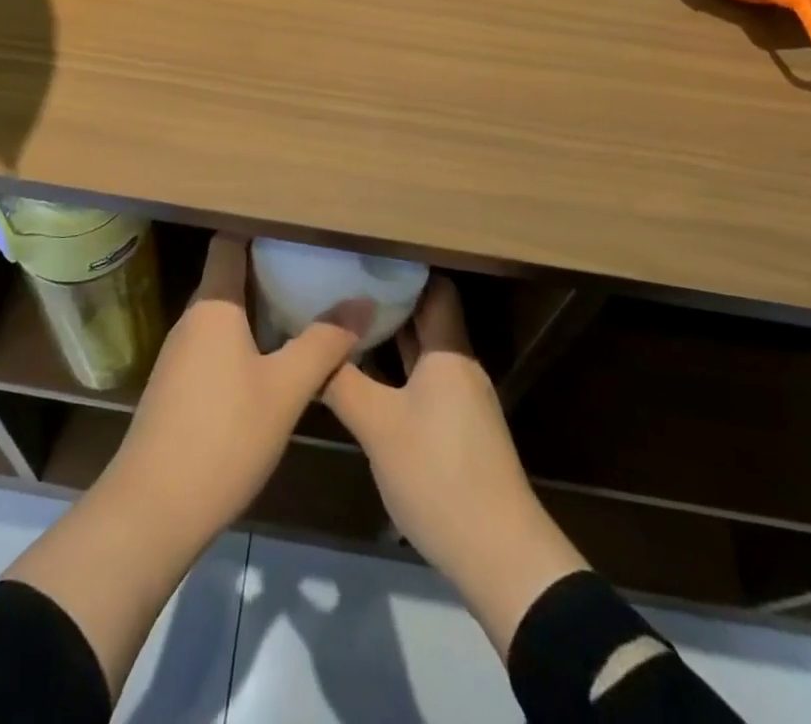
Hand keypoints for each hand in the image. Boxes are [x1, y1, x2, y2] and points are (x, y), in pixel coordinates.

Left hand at [109, 233, 368, 538]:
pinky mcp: (176, 388)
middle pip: (228, 277)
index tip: (296, 228)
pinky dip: (243, 341)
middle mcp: (191, 320)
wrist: (153, 510)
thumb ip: (324, 343)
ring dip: (258, 308)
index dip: (258, 229)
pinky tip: (271, 361)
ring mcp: (179, 355)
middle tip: (314, 269)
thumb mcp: (285, 389)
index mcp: (213, 305)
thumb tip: (362, 302)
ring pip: (223, 315)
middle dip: (268, 270)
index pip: (228, 242)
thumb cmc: (224, 435)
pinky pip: (214, 345)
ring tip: (302, 309)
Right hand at [324, 277, 587, 654]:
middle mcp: (459, 365)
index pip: (434, 287)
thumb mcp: (379, 427)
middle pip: (427, 316)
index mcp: (448, 352)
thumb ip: (341, 382)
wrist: (499, 555)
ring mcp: (461, 399)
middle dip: (388, 298)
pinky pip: (424, 378)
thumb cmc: (439, 475)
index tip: (363, 255)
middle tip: (342, 281)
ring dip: (391, 335)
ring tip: (346, 318)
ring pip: (423, 349)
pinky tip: (367, 372)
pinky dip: (398, 367)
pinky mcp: (458, 428)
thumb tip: (311, 347)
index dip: (403, 268)